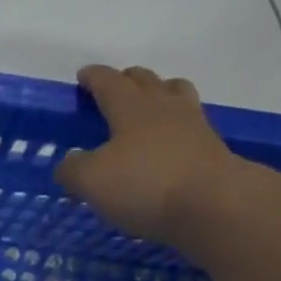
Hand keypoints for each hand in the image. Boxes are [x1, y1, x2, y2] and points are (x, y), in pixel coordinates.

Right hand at [56, 65, 245, 242]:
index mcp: (131, 107)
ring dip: (160, 92)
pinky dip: (176, 125)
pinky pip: (190, 124)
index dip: (93, 77)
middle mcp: (164, 107)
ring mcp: (193, 125)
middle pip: (146, 81)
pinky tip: (170, 141)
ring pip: (175, 94)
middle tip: (115, 87)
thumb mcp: (92, 181)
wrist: (212, 204)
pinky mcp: (211, 149)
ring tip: (150, 104)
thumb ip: (73, 169)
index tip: (83, 76)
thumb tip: (68, 163)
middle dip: (128, 79)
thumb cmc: (145, 185)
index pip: (109, 82)